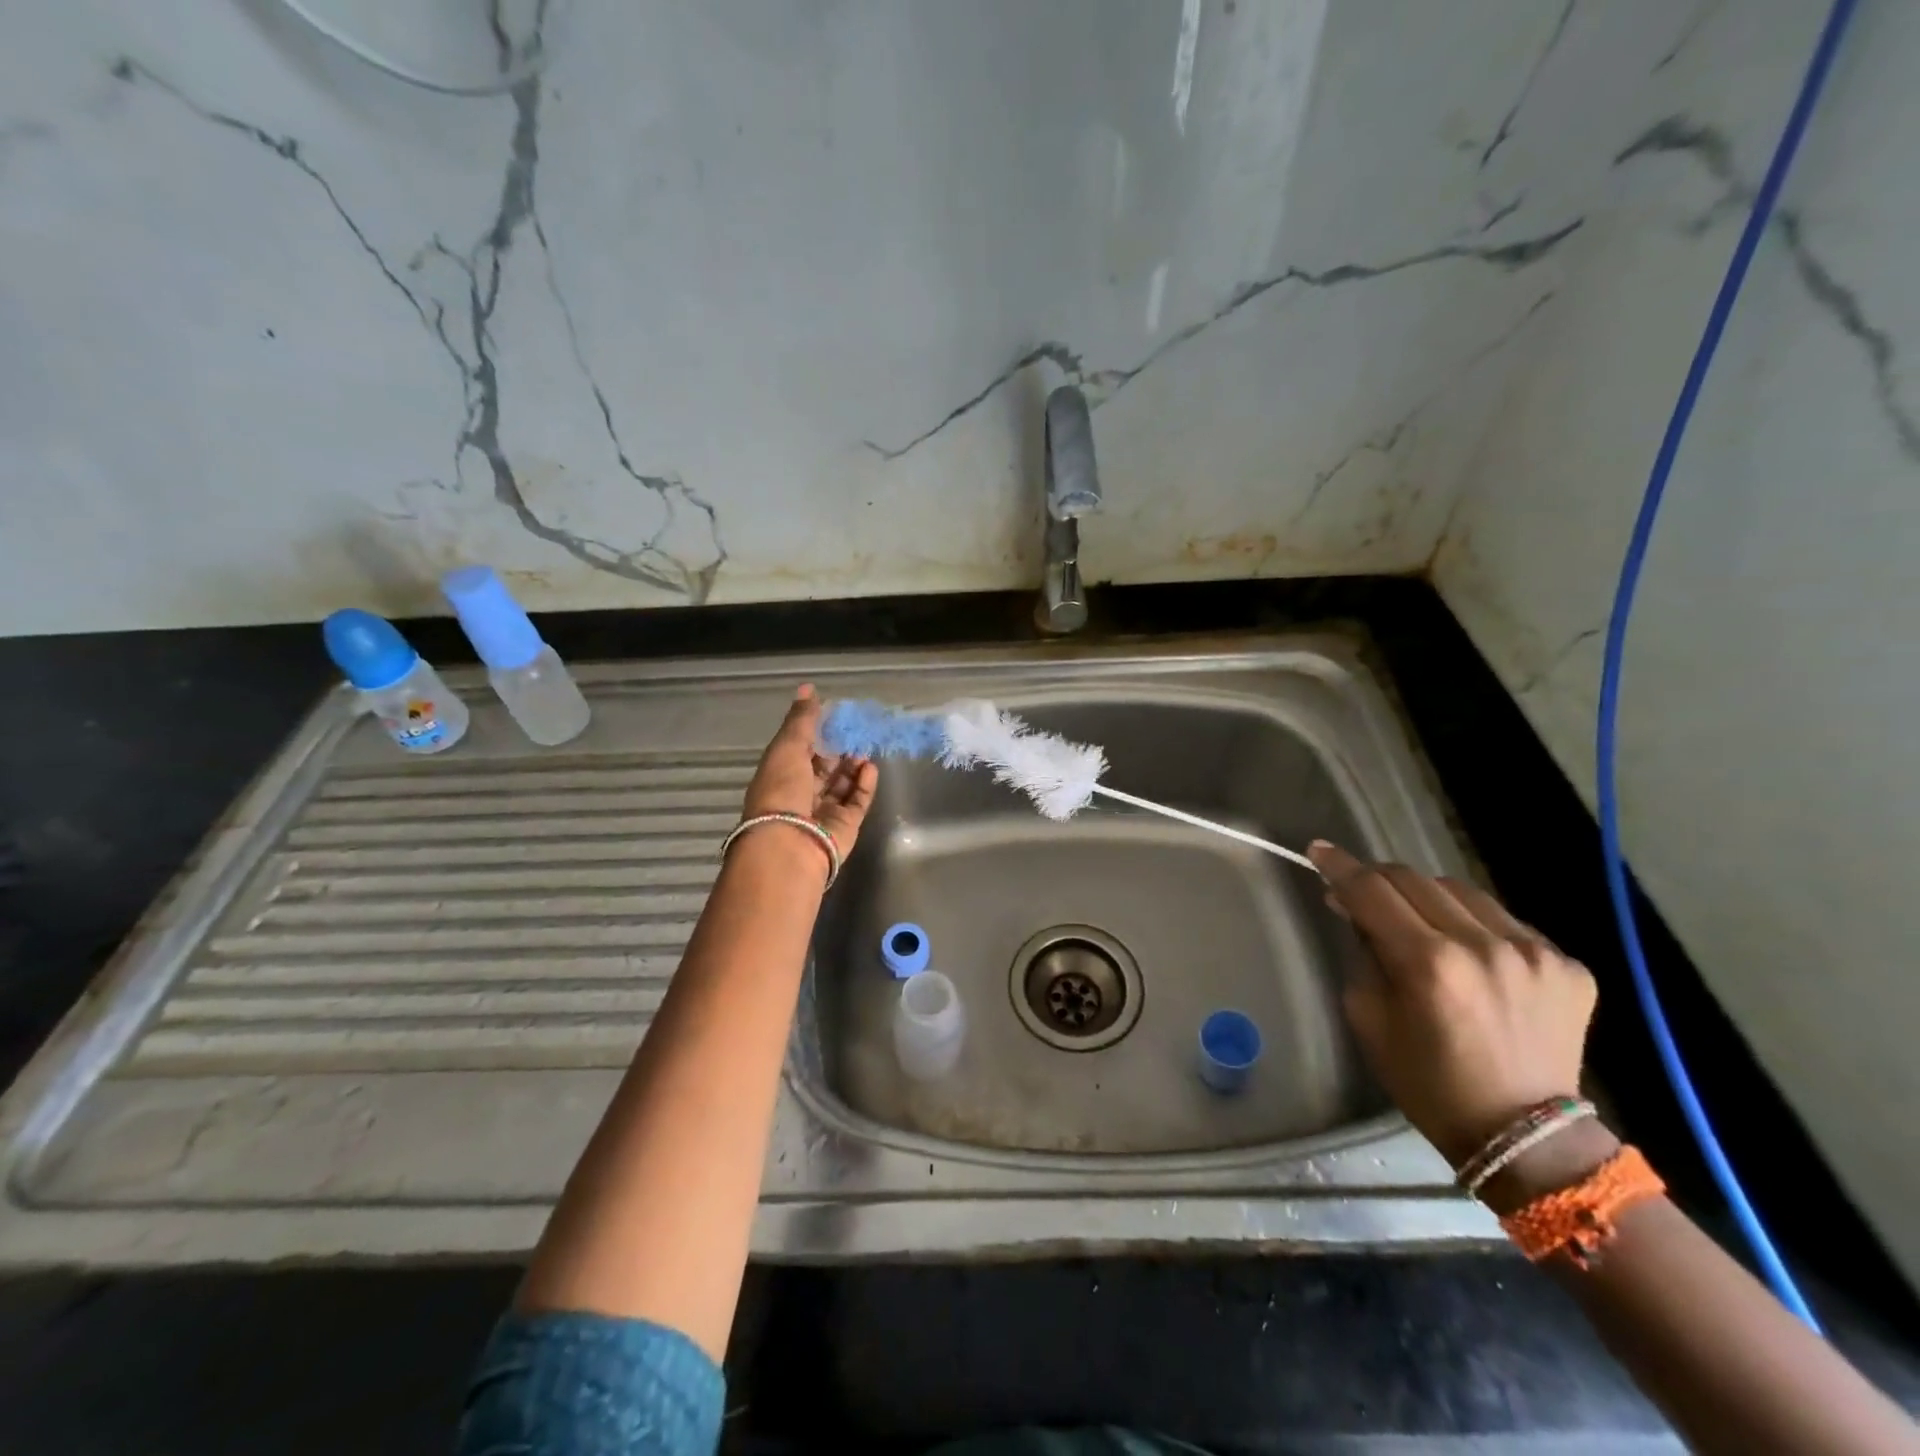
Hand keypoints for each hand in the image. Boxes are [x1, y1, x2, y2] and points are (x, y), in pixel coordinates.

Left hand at [742, 685, 878, 858]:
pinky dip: (865, 783)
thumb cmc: (781, 792)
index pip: (800, 750)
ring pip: (842, 783)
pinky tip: (870, 767)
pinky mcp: (846, 825)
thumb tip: (808, 688)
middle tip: (856, 729)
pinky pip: (858, 800)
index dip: (816, 732)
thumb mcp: (787, 748)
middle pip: (823, 767)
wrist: (790, 845)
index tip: (834, 714)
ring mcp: (824, 811)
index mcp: (779, 775)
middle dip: (838, 748)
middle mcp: (800, 794)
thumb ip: (801, 720)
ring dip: (853, 764)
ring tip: (864, 748)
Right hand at [1309, 840, 1597, 1167]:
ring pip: (1459, 891)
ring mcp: (1534, 952)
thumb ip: (1363, 953)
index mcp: (1429, 965)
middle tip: (1361, 890)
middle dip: (1378, 878)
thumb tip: (1354, 908)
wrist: (1526, 1137)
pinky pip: (1504, 920)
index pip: (1371, 891)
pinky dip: (1475, 925)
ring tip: (1417, 921)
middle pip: (1414, 879)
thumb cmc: (1429, 1083)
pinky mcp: (1567, 964)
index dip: (1339, 866)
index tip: (1319, 850)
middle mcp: (1483, 946)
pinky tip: (1470, 952)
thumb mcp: (1370, 1017)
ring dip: (1427, 898)